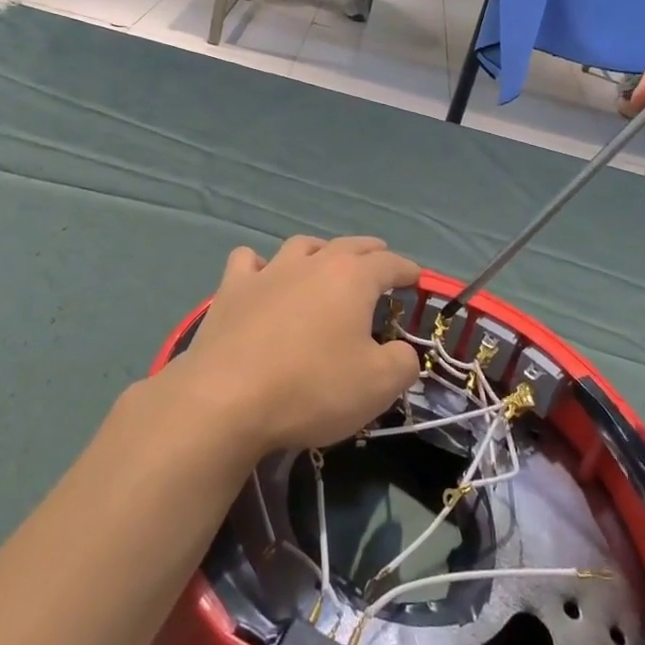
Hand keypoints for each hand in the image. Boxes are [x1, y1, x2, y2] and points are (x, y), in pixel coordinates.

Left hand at [175, 236, 421, 458]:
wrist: (227, 398)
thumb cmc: (311, 388)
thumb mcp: (378, 386)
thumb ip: (402, 363)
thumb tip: (401, 351)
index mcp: (352, 278)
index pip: (389, 264)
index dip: (407, 269)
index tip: (417, 277)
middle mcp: (312, 263)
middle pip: (348, 246)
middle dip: (369, 252)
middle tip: (380, 260)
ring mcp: (268, 271)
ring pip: (301, 246)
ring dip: (319, 250)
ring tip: (325, 261)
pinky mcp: (232, 289)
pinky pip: (249, 261)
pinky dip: (261, 265)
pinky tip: (262, 276)